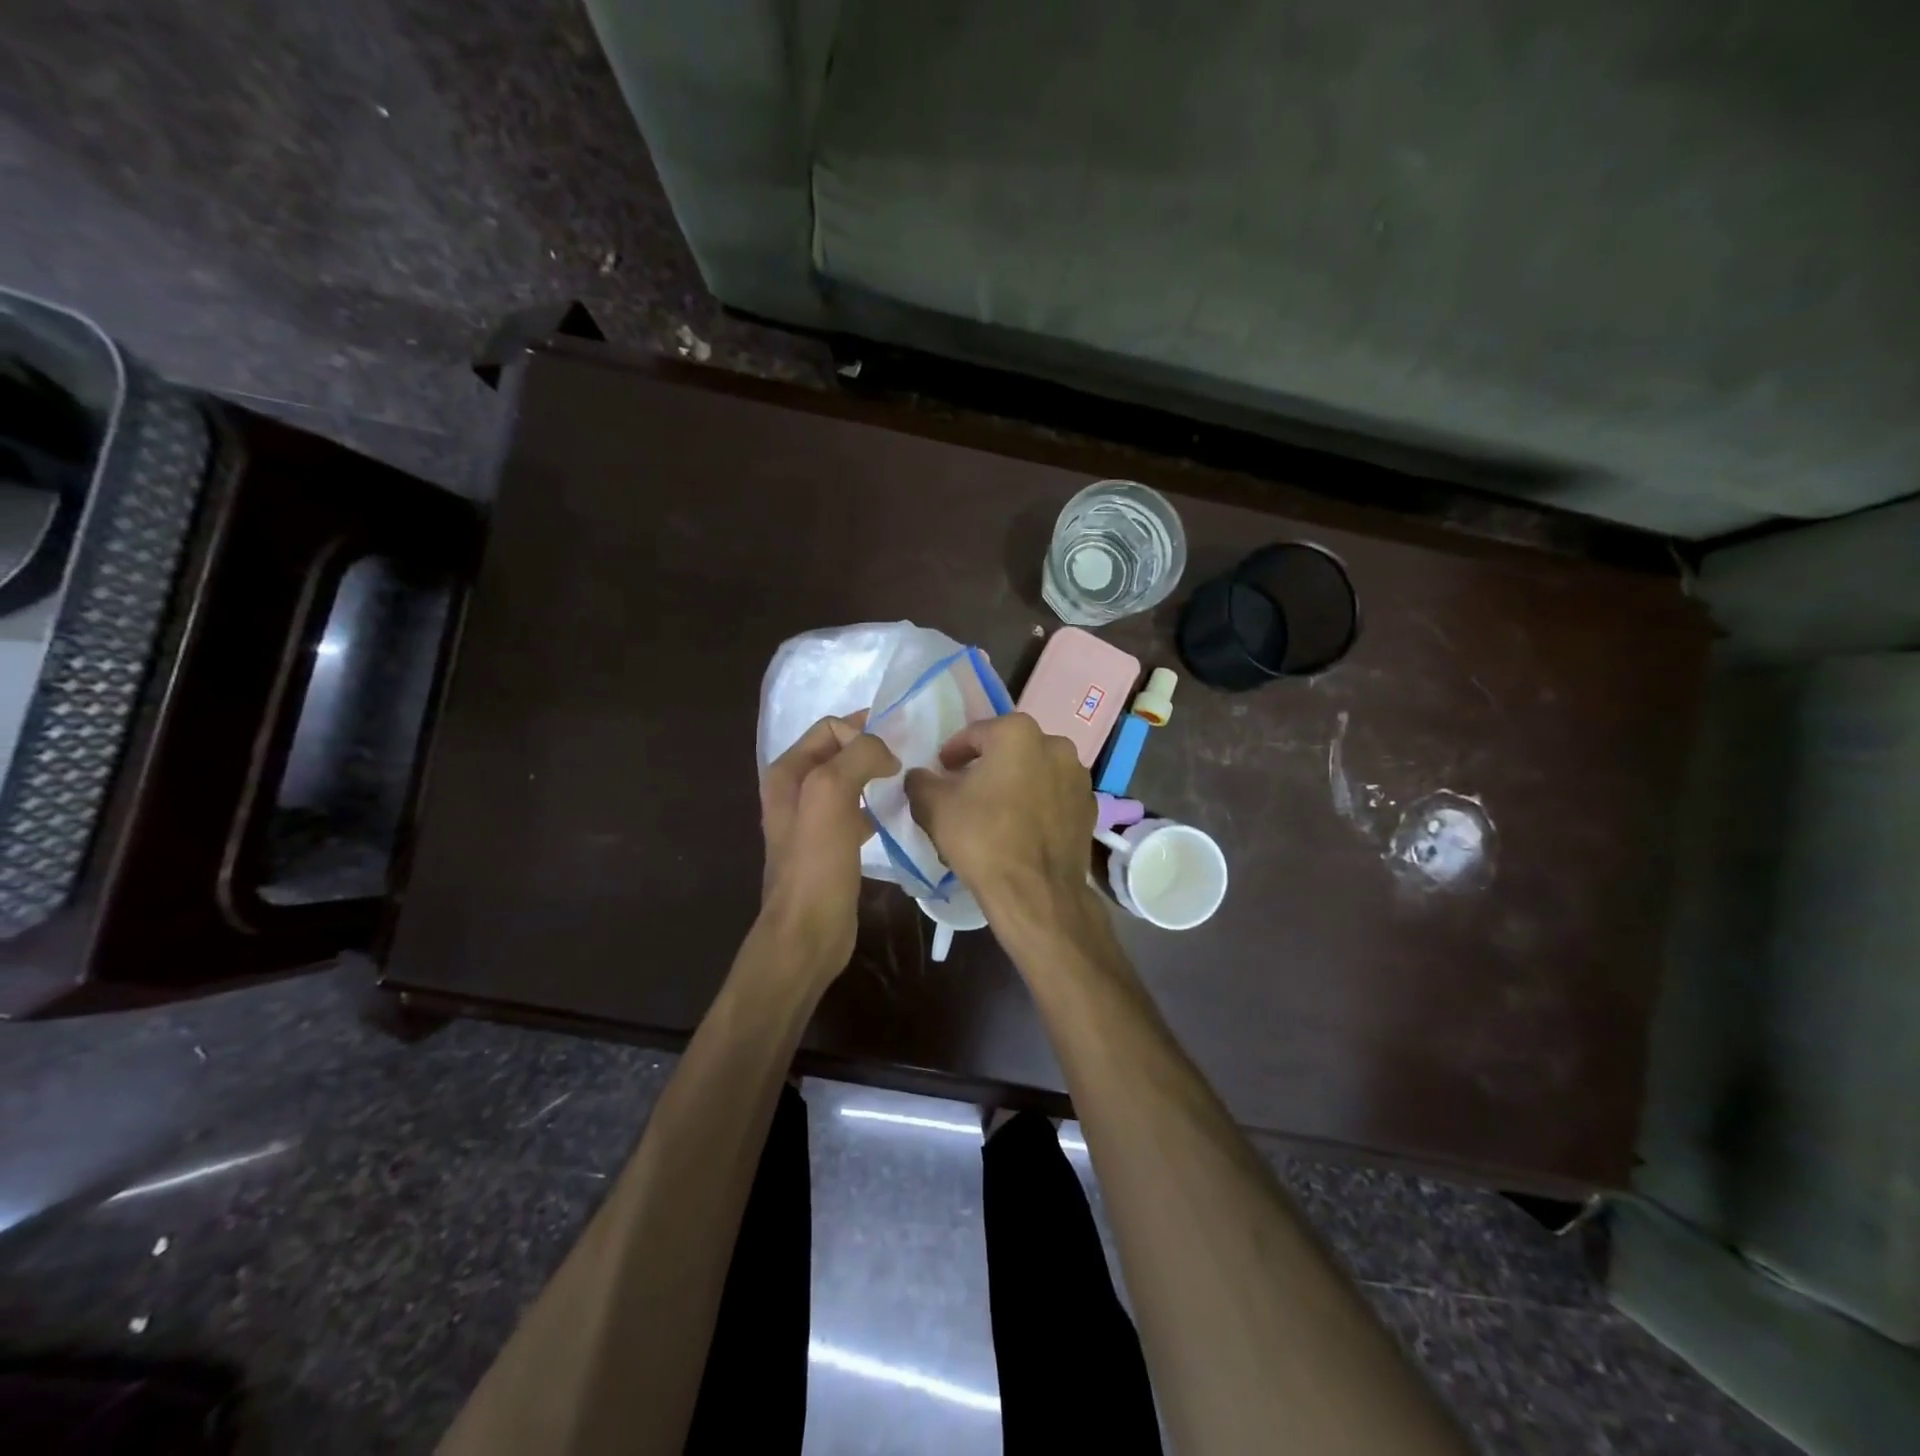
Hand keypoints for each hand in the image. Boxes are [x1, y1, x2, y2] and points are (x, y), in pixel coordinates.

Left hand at [759, 713, 898, 970]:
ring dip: (876, 777)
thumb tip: (886, 753)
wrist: (807, 932)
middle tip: (908, 760)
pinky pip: (856, 811)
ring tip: (906, 783)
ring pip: (850, 781)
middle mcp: (794, 790)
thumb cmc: (817, 863)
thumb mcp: (832, 793)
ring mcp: (811, 820)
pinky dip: (876, 807)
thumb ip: (858, 757)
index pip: (831, 728)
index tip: (895, 753)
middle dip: (872, 750)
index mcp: (787, 772)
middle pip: (840, 752)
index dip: (863, 733)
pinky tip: (894, 817)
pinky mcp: (830, 846)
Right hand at [904, 713, 1096, 918]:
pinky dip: (1037, 806)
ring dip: (1014, 785)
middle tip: (965, 792)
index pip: (974, 734)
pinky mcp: (1089, 808)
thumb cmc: (982, 838)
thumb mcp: (934, 807)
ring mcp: (1078, 777)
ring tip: (994, 813)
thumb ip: (921, 782)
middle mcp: (1055, 745)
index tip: (942, 772)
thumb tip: (920, 776)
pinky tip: (1020, 830)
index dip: (953, 754)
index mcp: (1018, 733)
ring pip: (1035, 773)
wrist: (1036, 893)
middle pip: (1009, 751)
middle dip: (986, 767)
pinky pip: (1054, 798)